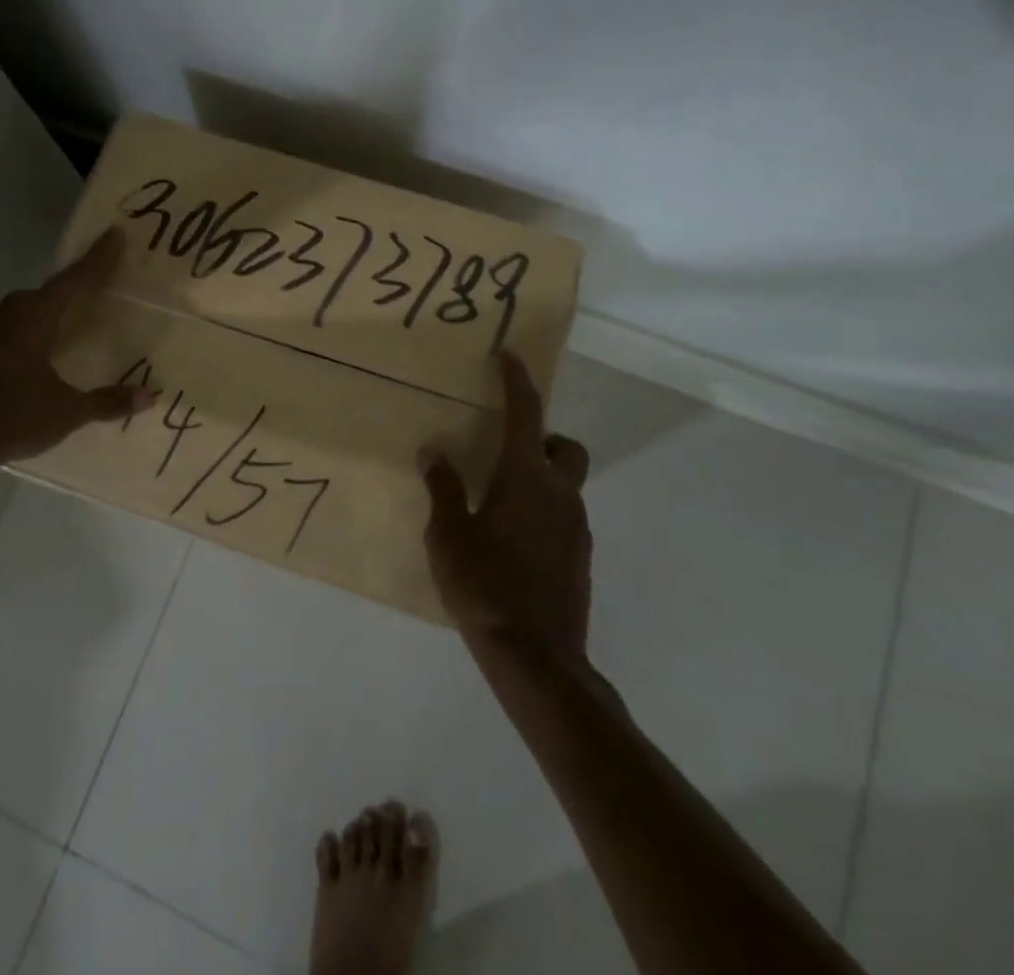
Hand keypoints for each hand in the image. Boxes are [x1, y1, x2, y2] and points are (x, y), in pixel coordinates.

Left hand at [0, 227, 151, 468]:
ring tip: (65, 316)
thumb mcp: (67, 411)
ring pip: (22, 310)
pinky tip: (35, 351)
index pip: (72, 282)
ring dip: (45, 307)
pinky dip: (29, 330)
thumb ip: (107, 402)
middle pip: (44, 291)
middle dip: (69, 284)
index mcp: (34, 320)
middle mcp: (9, 320)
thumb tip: (150, 396)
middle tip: (93, 281)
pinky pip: (10, 331)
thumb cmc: (12, 416)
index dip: (97, 259)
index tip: (114, 234)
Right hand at [420, 352, 593, 671]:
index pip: (526, 412)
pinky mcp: (579, 558)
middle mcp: (559, 493)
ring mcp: (576, 528)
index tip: (508, 356)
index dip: (516, 380)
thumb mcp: (448, 533)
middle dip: (542, 437)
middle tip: (504, 451)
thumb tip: (434, 450)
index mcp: (525, 477)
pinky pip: (563, 516)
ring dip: (539, 478)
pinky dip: (542, 511)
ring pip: (565, 483)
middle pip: (565, 447)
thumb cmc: (484, 584)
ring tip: (497, 501)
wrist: (535, 657)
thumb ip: (443, 487)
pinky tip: (511, 539)